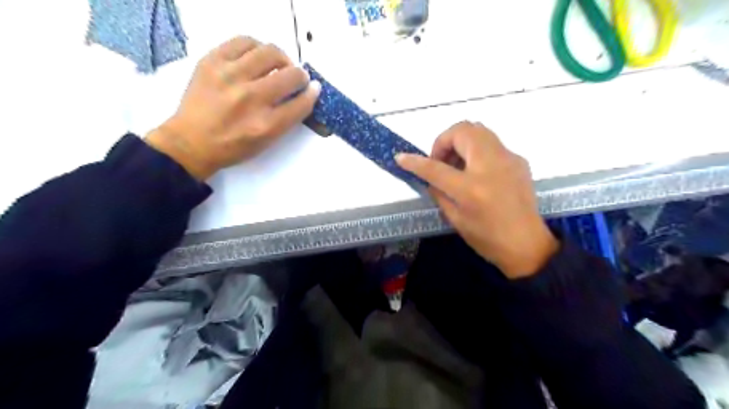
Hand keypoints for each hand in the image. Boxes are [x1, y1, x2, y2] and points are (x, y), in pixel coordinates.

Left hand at [145, 34, 320, 178]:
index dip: (312, 93)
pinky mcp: (212, 61)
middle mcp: (251, 98)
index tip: (313, 88)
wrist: (191, 142)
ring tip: (277, 65)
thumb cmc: (233, 146)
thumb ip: (287, 119)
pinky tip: (256, 58)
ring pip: (270, 52)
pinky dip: (257, 48)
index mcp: (266, 125)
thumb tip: (303, 93)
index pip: (301, 103)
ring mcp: (230, 76)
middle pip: (291, 75)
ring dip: (282, 59)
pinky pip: (244, 41)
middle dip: (300, 76)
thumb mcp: (266, 142)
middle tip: (296, 78)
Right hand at [394, 121, 559, 278]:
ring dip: (460, 141)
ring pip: (478, 129)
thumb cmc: (488, 238)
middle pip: (462, 131)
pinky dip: (476, 149)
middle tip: (440, 162)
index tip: (401, 157)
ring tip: (456, 165)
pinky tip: (476, 171)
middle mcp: (491, 166)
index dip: (415, 162)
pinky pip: (491, 143)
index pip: (435, 168)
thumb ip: (438, 192)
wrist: (528, 245)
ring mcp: (508, 159)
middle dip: (444, 140)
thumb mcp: (455, 219)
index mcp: (471, 189)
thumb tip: (428, 176)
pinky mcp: (518, 160)